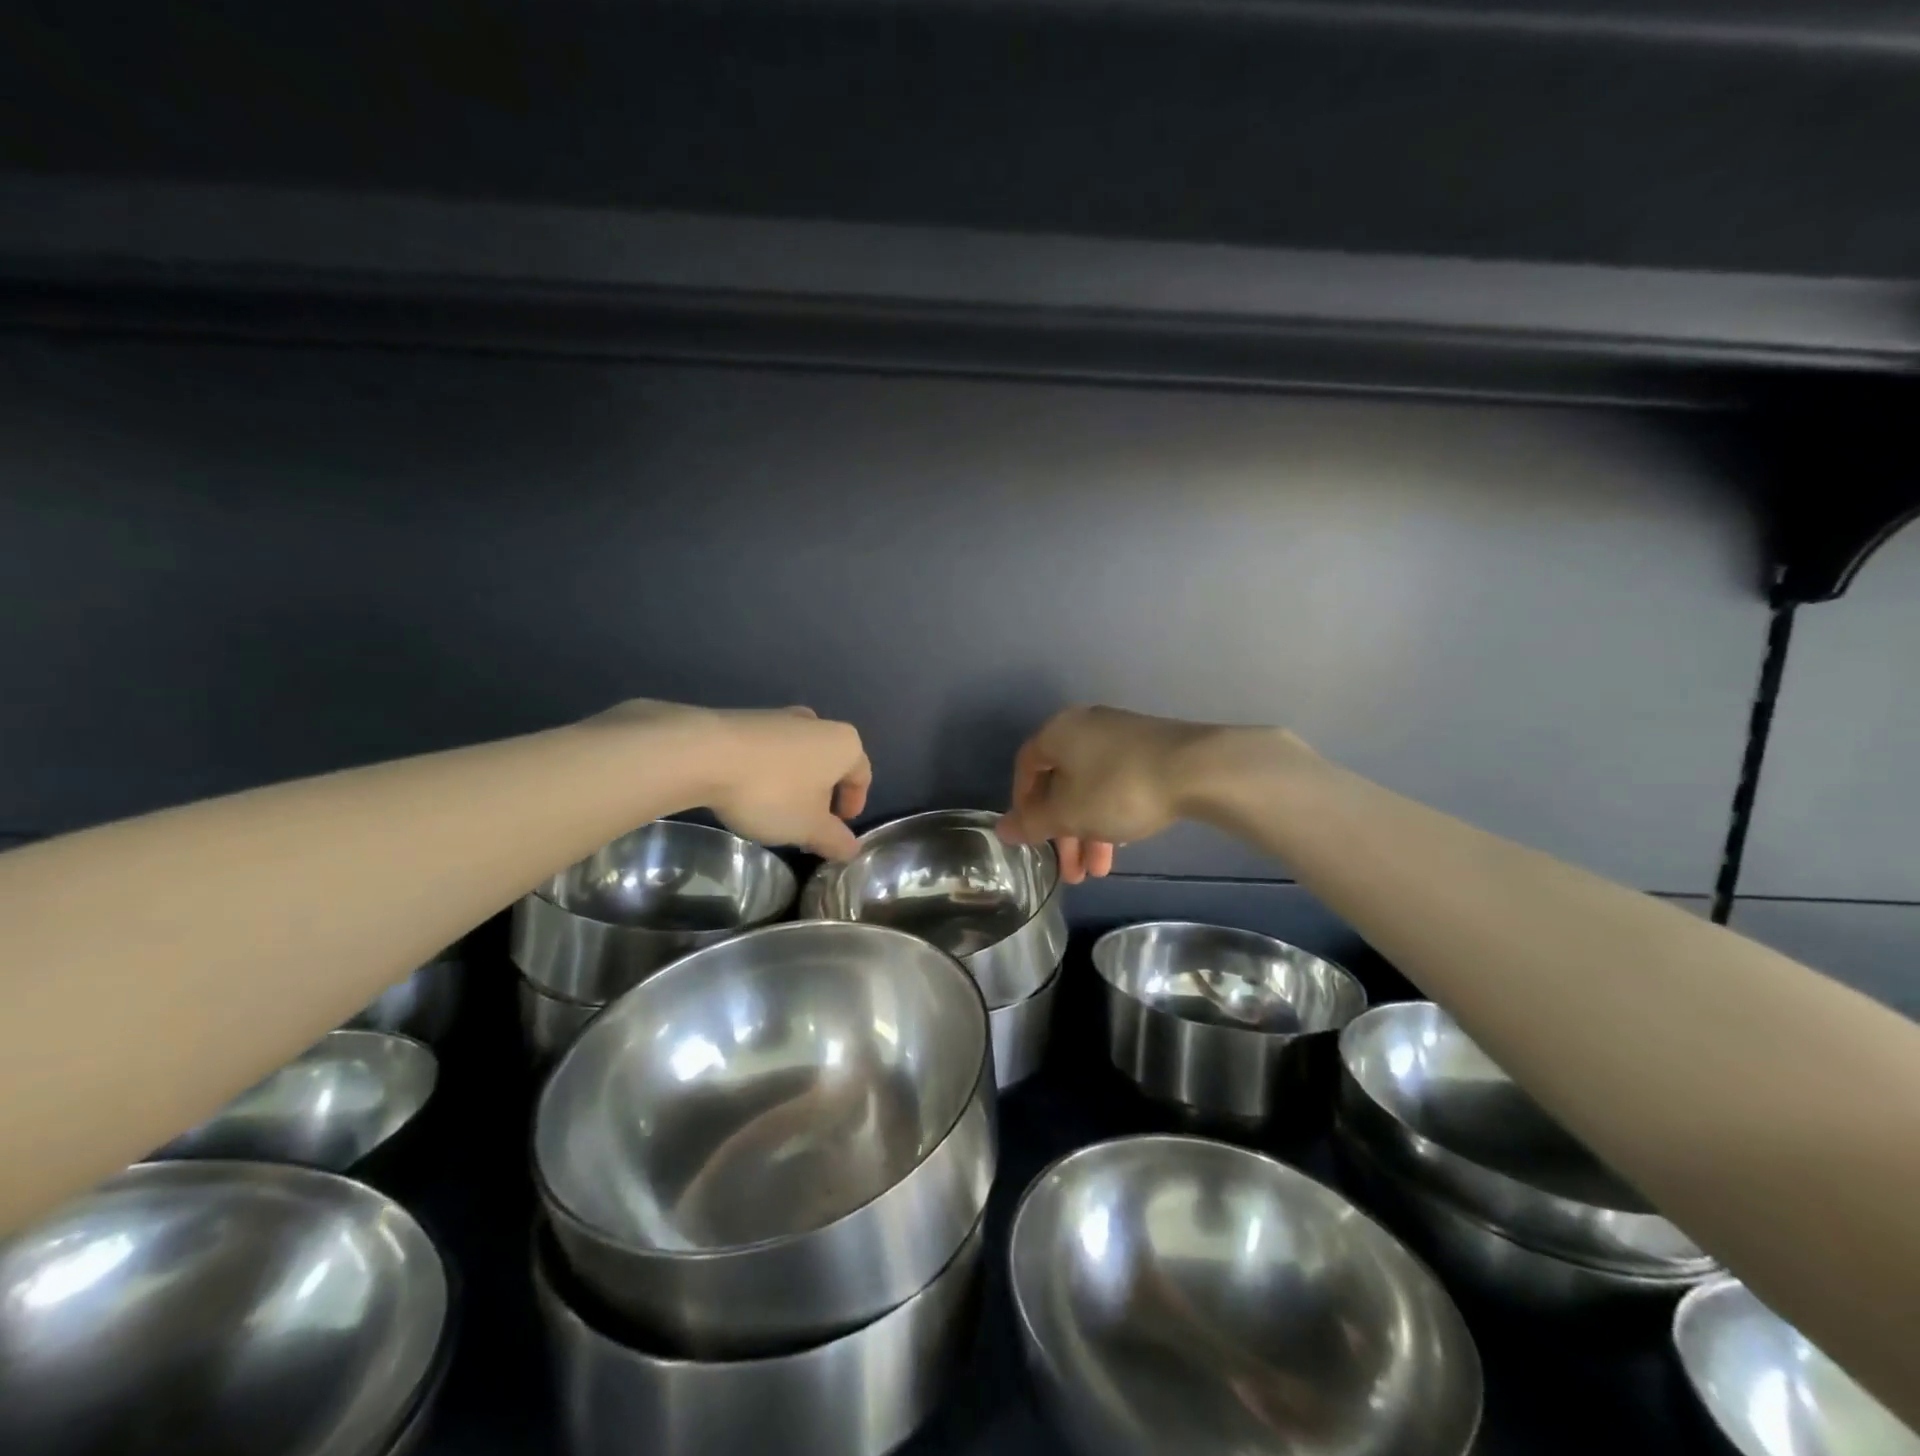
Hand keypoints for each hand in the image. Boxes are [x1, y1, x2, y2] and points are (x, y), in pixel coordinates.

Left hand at [588, 700, 871, 858]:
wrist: (703, 754)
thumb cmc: (771, 791)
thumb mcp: (808, 827)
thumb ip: (834, 840)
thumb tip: (851, 849)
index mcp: (844, 743)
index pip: (862, 775)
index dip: (854, 804)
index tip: (839, 827)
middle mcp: (817, 723)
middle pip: (830, 763)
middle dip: (823, 793)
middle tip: (808, 823)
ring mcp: (780, 717)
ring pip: (799, 755)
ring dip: (795, 782)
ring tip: (776, 811)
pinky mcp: (746, 719)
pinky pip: (769, 750)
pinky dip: (768, 771)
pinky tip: (748, 792)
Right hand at [997, 706, 1221, 882]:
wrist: (1197, 768)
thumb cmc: (1118, 790)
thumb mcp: (1068, 814)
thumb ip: (1032, 823)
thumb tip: (1002, 829)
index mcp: (1058, 732)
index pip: (1026, 767)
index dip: (1023, 805)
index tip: (1031, 838)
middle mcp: (1085, 726)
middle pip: (1062, 783)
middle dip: (1064, 832)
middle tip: (1071, 872)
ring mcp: (1121, 734)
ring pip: (1092, 787)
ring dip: (1090, 831)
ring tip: (1099, 872)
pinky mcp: (1151, 747)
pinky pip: (1117, 782)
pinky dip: (1112, 813)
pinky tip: (1121, 843)